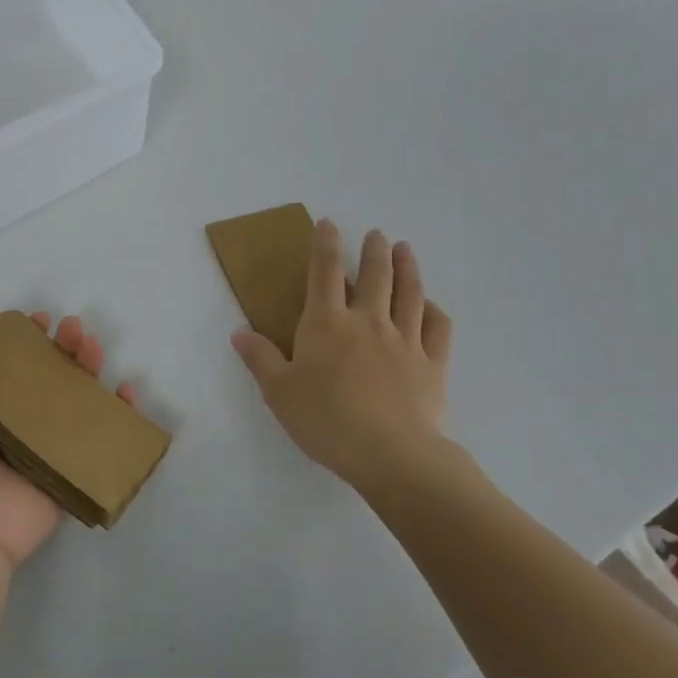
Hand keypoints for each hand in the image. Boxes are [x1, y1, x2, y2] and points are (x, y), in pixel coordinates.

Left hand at [0, 300, 138, 570]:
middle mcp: (12, 420)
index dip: (24, 337)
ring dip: (88, 368)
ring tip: (93, 347)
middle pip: (46, 374)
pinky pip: (98, 436)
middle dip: (62, 346)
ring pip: (74, 398)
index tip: (38, 319)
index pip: (7, 361)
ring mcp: (43, 444)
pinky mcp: (68, 468)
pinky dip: (117, 413)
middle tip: (73, 328)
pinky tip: (125, 391)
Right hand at [231, 221, 456, 496]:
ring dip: (407, 267)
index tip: (329, 224)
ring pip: (409, 293)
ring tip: (405, 249)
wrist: (390, 454)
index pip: (324, 272)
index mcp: (326, 324)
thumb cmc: (326, 420)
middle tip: (376, 234)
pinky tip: (430, 305)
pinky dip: (434, 310)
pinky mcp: (432, 363)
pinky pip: (437, 328)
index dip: (325, 244)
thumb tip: (239, 332)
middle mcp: (368, 321)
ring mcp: (405, 340)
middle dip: (373, 250)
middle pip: (374, 275)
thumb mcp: (279, 392)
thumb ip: (260, 359)